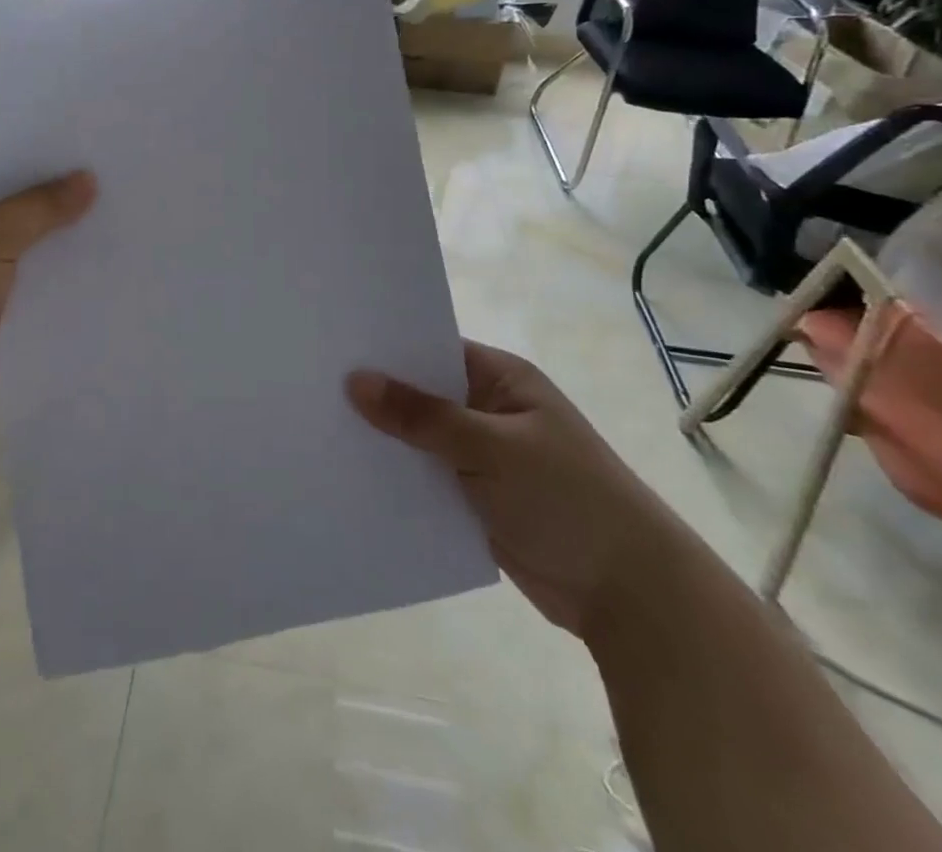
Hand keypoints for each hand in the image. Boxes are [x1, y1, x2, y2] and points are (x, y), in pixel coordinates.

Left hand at [0, 162, 94, 454]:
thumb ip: (38, 207)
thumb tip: (88, 177)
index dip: (39, 156)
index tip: (90, 146)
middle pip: (18, 209)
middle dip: (62, 200)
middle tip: (122, 181)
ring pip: (30, 252)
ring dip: (67, 244)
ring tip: (128, 221)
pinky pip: (36, 293)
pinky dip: (65, 285)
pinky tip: (110, 272)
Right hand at [347, 341, 683, 641]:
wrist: (629, 594)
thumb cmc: (567, 498)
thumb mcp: (491, 448)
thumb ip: (422, 416)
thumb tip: (355, 380)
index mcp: (501, 378)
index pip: (432, 348)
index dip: (386, 347)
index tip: (332, 345)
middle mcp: (488, 409)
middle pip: (421, 393)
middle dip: (377, 394)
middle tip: (312, 385)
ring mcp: (481, 455)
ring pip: (419, 437)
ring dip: (383, 439)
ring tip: (318, 426)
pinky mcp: (475, 497)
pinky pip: (425, 476)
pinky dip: (397, 476)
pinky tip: (350, 473)